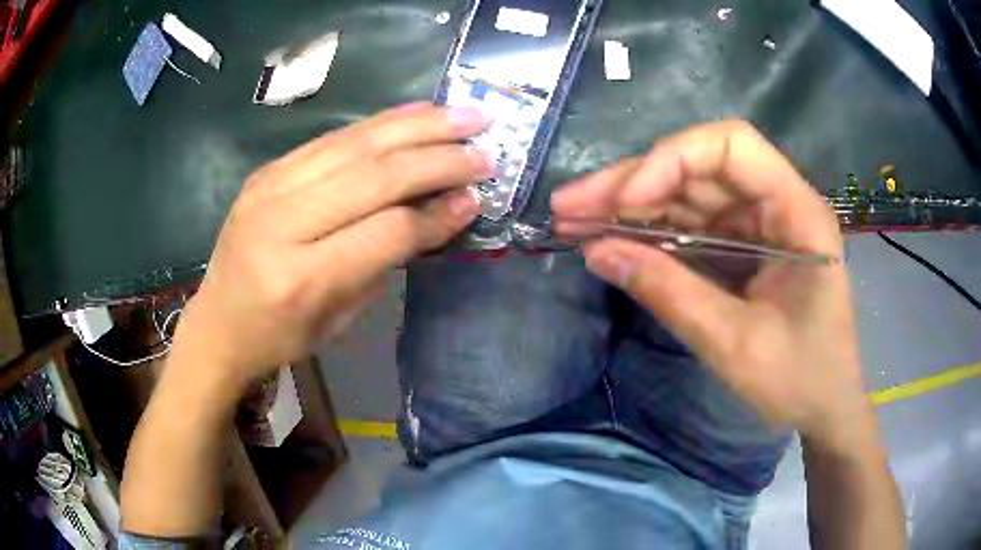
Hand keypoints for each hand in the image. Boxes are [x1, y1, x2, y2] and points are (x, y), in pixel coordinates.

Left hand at [172, 103, 491, 389]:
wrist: (218, 323)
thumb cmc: (282, 336)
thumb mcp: (341, 318)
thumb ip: (386, 260)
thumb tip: (438, 209)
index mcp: (303, 279)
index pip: (387, 231)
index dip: (437, 213)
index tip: (476, 198)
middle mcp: (282, 223)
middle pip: (374, 176)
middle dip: (439, 157)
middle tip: (485, 146)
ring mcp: (269, 188)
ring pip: (356, 144)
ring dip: (418, 126)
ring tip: (464, 116)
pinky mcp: (267, 170)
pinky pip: (332, 137)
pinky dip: (380, 123)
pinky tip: (416, 113)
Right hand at [552, 121, 866, 449]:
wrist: (824, 408)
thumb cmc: (800, 380)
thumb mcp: (735, 344)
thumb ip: (670, 293)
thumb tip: (598, 252)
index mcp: (797, 212)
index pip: (731, 146)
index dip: (673, 160)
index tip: (626, 203)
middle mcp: (777, 203)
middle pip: (699, 166)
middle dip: (632, 182)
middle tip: (569, 206)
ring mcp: (758, 224)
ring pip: (687, 193)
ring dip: (630, 205)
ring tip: (573, 221)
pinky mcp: (742, 247)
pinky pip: (691, 224)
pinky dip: (649, 231)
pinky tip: (609, 238)